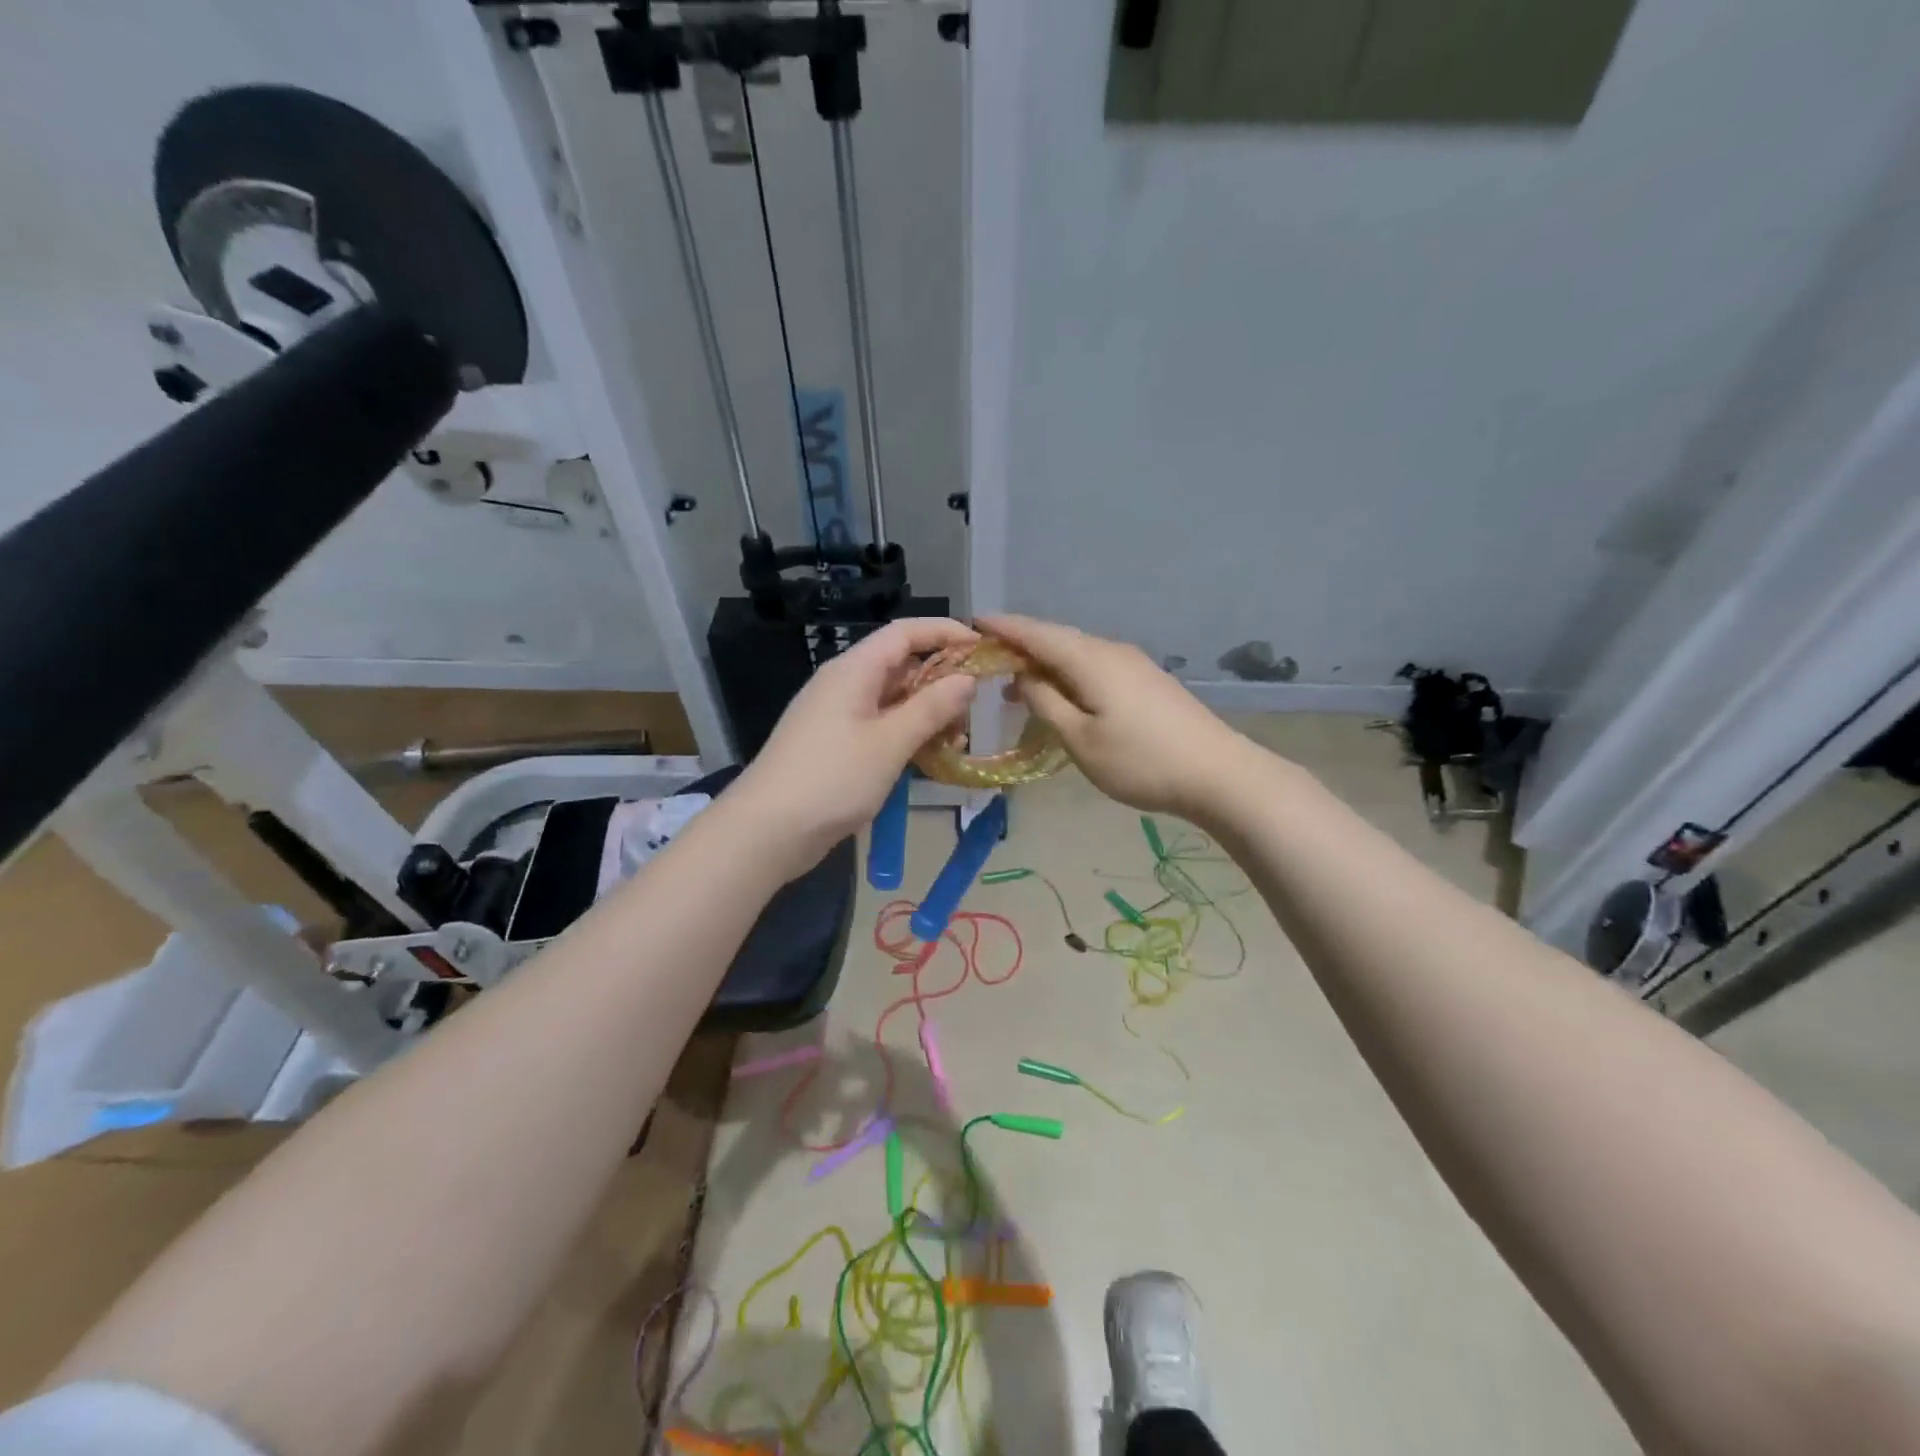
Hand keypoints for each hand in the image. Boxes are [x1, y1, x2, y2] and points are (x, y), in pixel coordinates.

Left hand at [735, 617, 978, 873]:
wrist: (767, 831)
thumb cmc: (831, 779)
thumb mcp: (889, 743)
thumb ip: (931, 708)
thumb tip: (966, 679)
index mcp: (853, 670)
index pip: (904, 633)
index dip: (944, 632)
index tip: (983, 647)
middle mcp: (844, 685)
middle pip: (900, 665)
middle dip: (941, 681)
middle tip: (975, 709)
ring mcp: (837, 716)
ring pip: (892, 700)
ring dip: (927, 713)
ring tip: (957, 740)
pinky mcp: (835, 745)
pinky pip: (879, 727)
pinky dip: (907, 735)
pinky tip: (929, 758)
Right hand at [979, 614, 1247, 818]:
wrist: (1218, 773)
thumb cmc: (1141, 760)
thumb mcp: (1080, 739)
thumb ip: (1046, 703)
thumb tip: (1024, 676)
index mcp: (1090, 660)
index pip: (1037, 633)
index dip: (1004, 627)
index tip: (973, 622)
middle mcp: (1111, 651)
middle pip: (1057, 638)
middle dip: (1021, 645)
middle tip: (988, 659)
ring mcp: (1133, 664)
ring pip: (1077, 653)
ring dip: (1045, 663)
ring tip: (1017, 684)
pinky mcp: (1147, 681)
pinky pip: (1095, 666)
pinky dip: (1068, 674)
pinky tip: (1062, 694)